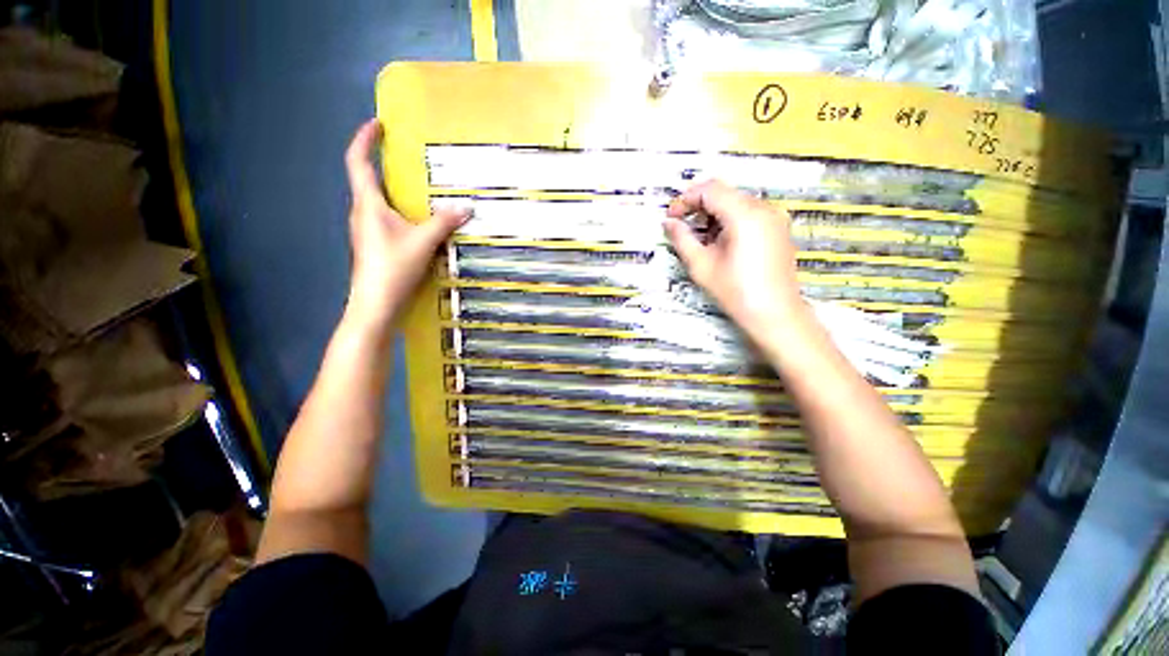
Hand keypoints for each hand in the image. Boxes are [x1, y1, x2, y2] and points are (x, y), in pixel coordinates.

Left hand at [343, 119, 467, 325]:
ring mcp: (366, 229)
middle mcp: (362, 212)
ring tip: (415, 186)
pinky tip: (416, 219)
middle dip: (381, 162)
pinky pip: (385, 216)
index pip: (358, 162)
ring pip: (376, 200)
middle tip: (404, 154)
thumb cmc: (392, 267)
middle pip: (366, 179)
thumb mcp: (423, 242)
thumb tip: (467, 207)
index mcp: (368, 204)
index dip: (364, 139)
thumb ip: (444, 222)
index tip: (377, 124)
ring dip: (391, 188)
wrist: (375, 303)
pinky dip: (398, 209)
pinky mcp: (374, 243)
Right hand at [663, 180, 804, 342]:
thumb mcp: (701, 265)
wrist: (774, 314)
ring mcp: (775, 217)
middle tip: (681, 225)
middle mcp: (763, 208)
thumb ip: (682, 239)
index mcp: (745, 214)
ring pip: (736, 201)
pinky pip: (749, 212)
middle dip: (699, 205)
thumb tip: (668, 222)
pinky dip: (730, 219)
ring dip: (714, 213)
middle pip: (725, 193)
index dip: (686, 199)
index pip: (710, 190)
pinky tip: (720, 241)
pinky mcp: (779, 228)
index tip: (671, 217)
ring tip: (699, 237)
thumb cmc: (735, 291)